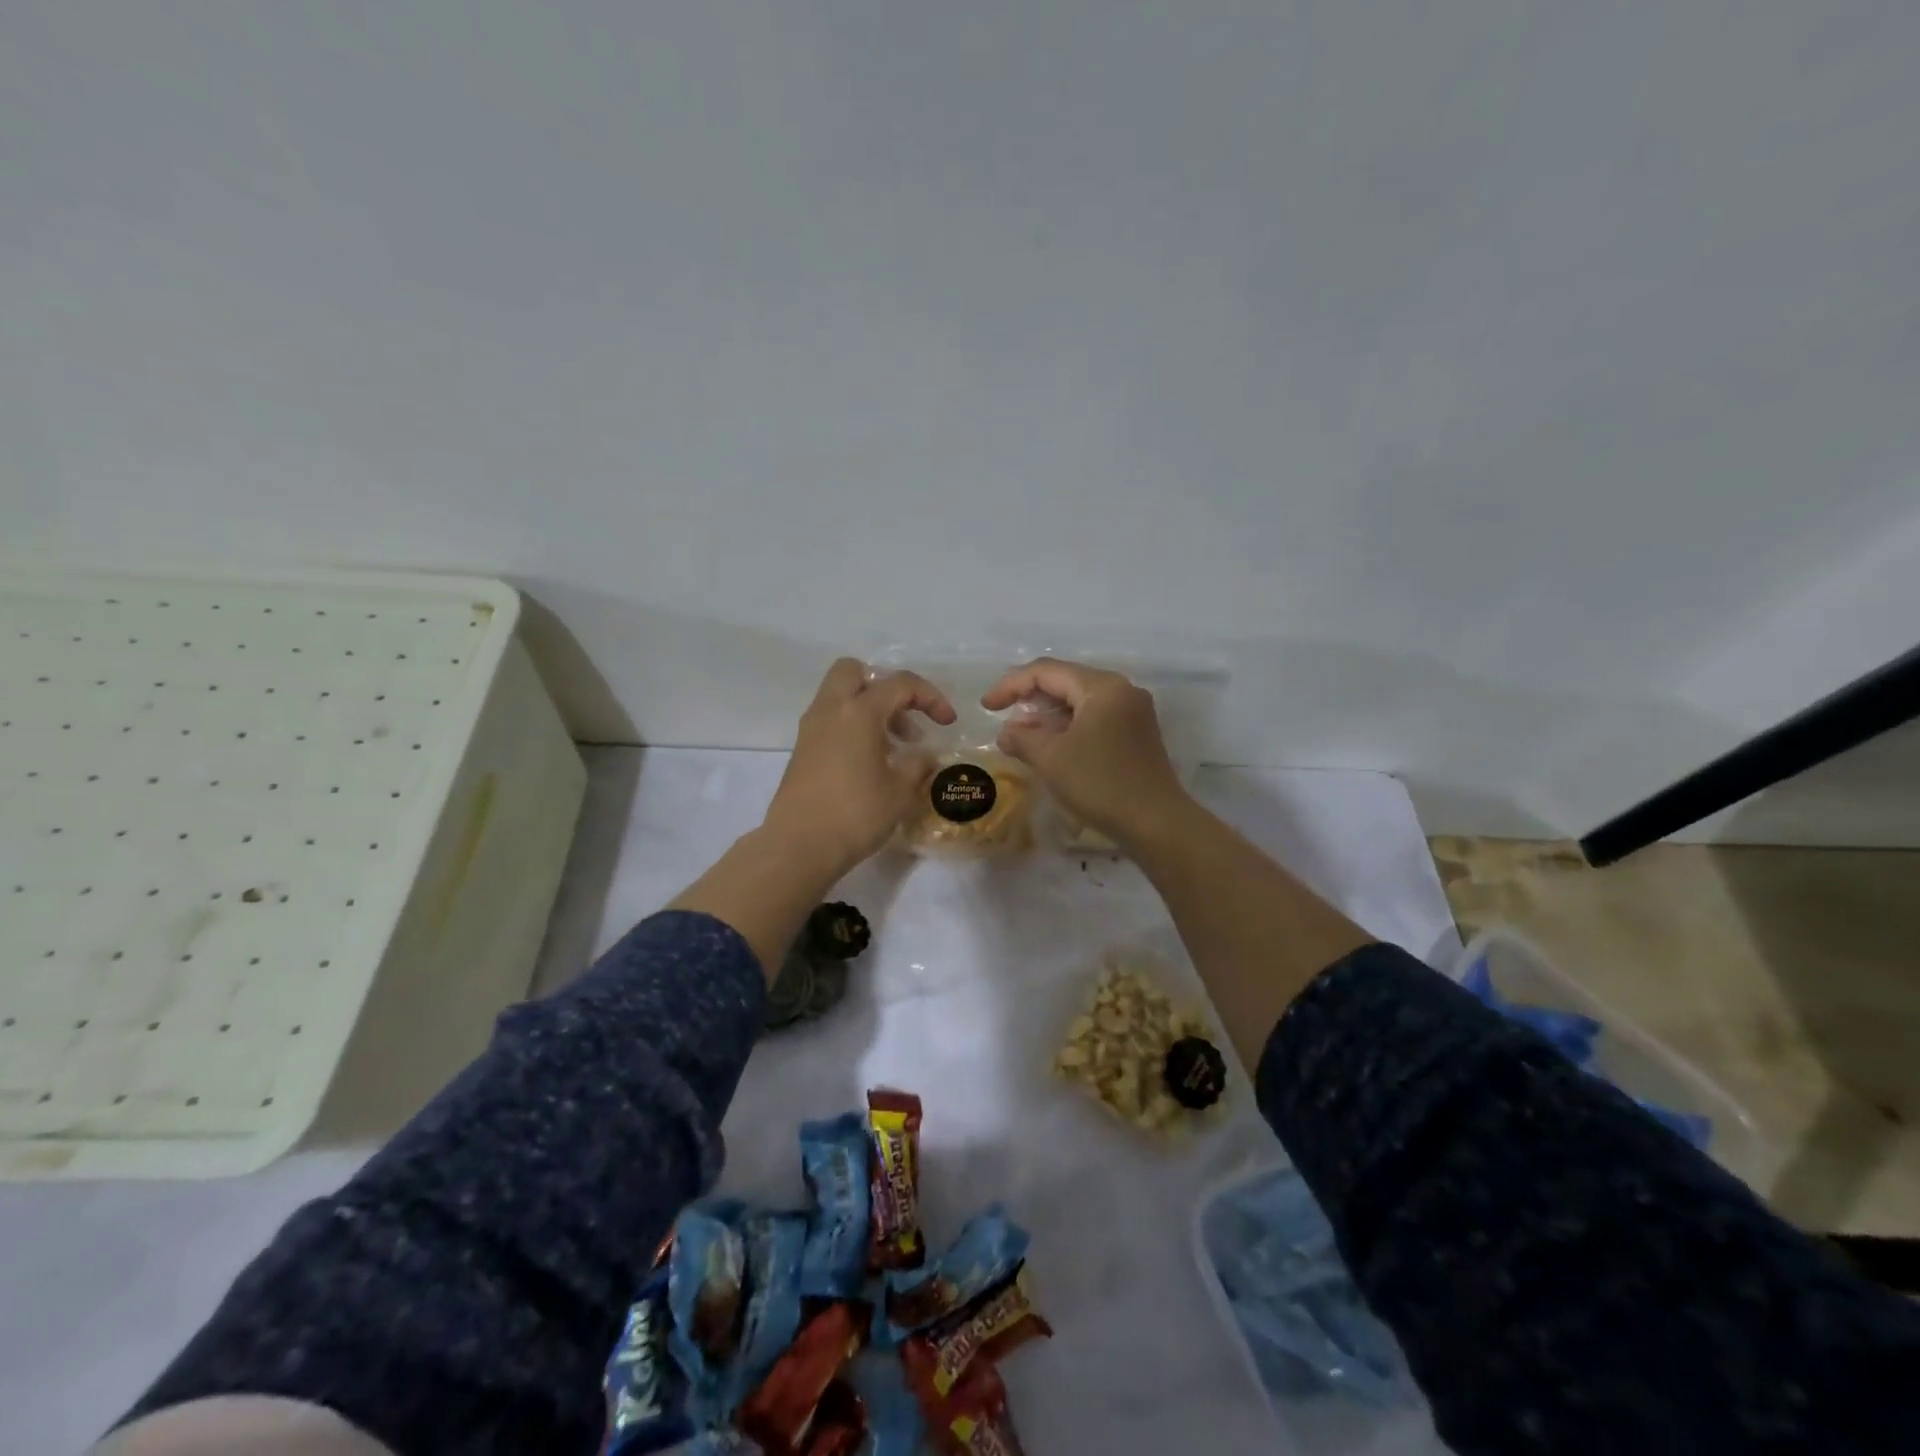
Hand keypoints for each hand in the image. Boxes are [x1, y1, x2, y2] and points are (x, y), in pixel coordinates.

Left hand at [762, 658, 956, 876]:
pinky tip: (871, 762)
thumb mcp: (900, 790)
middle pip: (855, 671)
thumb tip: (925, 754)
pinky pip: (831, 720)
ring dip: (870, 709)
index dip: (930, 697)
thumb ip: (918, 764)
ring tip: (895, 747)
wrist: (799, 846)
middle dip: (885, 686)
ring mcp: (811, 729)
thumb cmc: (855, 814)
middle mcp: (831, 710)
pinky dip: (853, 727)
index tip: (947, 723)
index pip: (900, 684)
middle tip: (905, 717)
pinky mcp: (802, 750)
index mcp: (858, 711)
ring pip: (841, 696)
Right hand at [982, 657, 1191, 849]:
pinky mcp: (1137, 733)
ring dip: (1048, 714)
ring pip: (1080, 700)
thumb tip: (1007, 732)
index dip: (1010, 685)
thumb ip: (1022, 737)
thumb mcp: (1051, 759)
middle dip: (1030, 698)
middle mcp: (1121, 690)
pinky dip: (1068, 726)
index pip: (1046, 671)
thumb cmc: (1100, 784)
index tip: (986, 706)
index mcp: (1102, 687)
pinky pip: (1094, 717)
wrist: (1156, 823)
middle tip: (1002, 716)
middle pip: (1065, 681)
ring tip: (1021, 734)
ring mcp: (1133, 712)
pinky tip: (1051, 745)